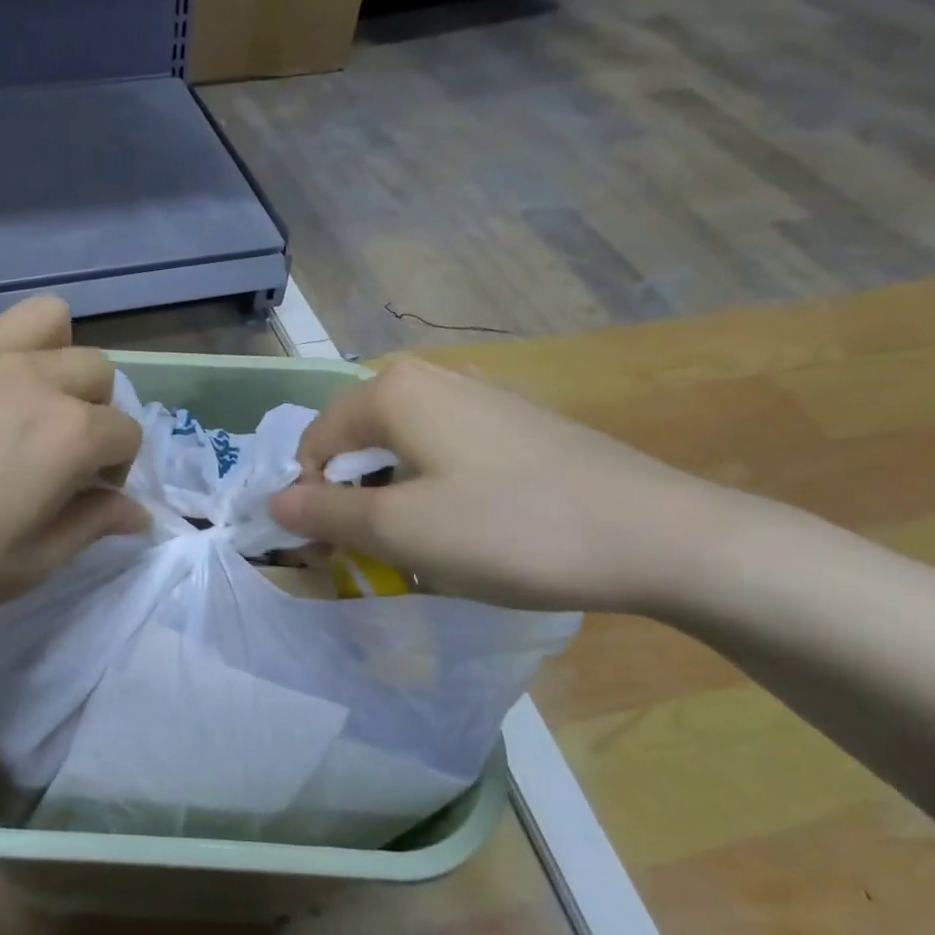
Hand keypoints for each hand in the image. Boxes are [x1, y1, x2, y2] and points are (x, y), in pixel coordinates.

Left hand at [0, 296, 145, 657]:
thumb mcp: (27, 566)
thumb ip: (91, 527)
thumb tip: (138, 513)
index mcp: (67, 434)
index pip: (125, 433)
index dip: (117, 469)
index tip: (88, 498)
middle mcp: (32, 378)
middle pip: (96, 370)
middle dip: (95, 411)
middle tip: (59, 453)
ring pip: (47, 318)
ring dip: (53, 354)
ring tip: (25, 397)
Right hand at [267, 359, 727, 611]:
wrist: (660, 537)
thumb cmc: (511, 529)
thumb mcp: (401, 531)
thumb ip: (326, 514)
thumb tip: (274, 503)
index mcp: (395, 390)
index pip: (315, 441)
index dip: (308, 499)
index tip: (328, 555)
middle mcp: (434, 377)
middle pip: (358, 440)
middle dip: (350, 498)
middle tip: (368, 556)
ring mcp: (483, 395)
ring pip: (403, 447)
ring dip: (391, 497)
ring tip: (418, 548)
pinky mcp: (519, 422)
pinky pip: (448, 451)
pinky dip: (434, 488)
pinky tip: (468, 526)